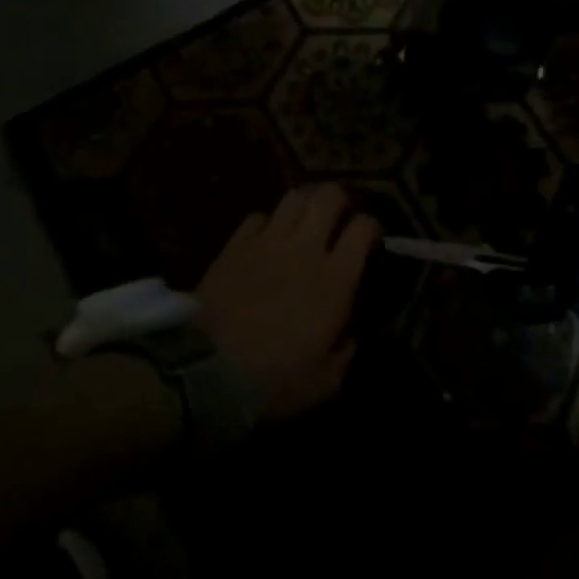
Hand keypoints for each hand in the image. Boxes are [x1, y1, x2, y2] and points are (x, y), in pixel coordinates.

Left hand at [195, 184, 376, 419]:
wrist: (206, 371)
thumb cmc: (273, 379)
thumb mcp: (324, 382)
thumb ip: (344, 354)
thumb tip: (350, 338)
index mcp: (336, 278)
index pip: (363, 227)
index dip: (372, 227)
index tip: (370, 241)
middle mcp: (306, 248)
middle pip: (329, 195)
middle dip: (339, 200)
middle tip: (338, 218)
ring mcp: (267, 241)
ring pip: (294, 197)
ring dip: (305, 204)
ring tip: (305, 220)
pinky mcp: (235, 245)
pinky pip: (257, 216)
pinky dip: (266, 223)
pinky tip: (266, 239)